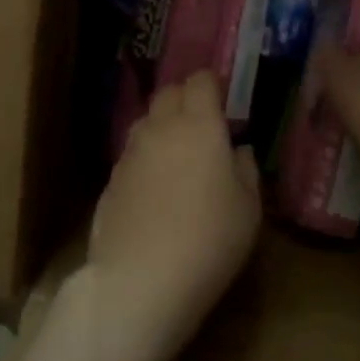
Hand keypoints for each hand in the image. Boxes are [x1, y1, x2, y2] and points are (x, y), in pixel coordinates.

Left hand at [86, 72, 260, 360]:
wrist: (140, 280)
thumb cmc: (209, 240)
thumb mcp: (248, 209)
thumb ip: (246, 170)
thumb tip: (238, 150)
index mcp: (199, 125)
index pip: (201, 80)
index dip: (213, 85)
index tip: (225, 101)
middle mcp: (160, 128)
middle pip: (168, 93)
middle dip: (186, 99)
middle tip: (203, 125)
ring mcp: (130, 153)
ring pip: (146, 121)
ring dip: (163, 127)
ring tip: (179, 156)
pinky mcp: (111, 180)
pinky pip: (132, 154)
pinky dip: (146, 158)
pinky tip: (156, 188)